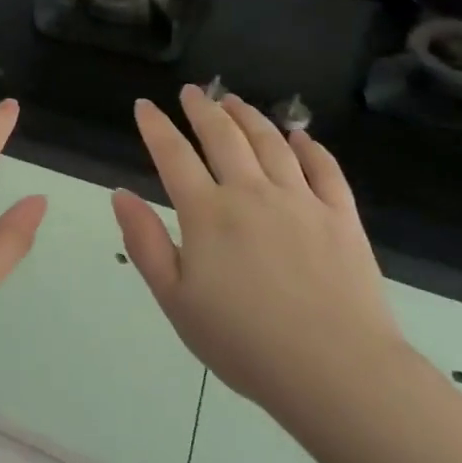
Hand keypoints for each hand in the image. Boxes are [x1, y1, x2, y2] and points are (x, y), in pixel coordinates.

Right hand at [112, 86, 405, 420]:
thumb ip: (145, 243)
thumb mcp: (176, 300)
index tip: (145, 106)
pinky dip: (309, 146)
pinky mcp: (340, 216)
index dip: (156, 127)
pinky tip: (300, 135)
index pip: (174, 155)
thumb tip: (120, 194)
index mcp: (208, 213)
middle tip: (192, 92)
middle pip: (223, 137)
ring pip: (271, 142)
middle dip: (203, 109)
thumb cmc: (244, 342)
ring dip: (249, 116)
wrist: (335, 371)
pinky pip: (324, 168)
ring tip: (234, 101)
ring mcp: (301, 200)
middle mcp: (252, 193)